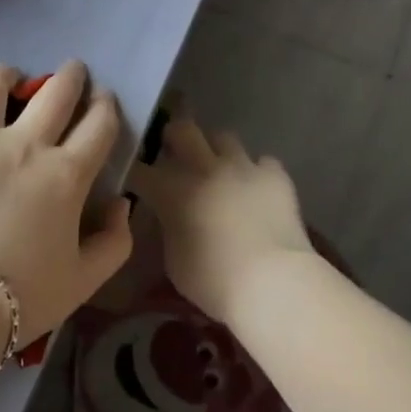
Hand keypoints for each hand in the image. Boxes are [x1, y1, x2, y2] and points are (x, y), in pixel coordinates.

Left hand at [0, 61, 133, 347]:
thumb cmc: (15, 302)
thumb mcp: (82, 283)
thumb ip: (114, 243)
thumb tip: (122, 204)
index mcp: (65, 176)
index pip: (98, 124)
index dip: (106, 106)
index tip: (103, 99)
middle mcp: (24, 144)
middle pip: (57, 92)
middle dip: (71, 76)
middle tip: (71, 73)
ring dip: (10, 75)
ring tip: (9, 79)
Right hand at [127, 114, 315, 323]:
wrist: (272, 281)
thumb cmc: (214, 281)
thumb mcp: (174, 260)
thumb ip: (170, 227)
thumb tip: (171, 216)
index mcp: (173, 191)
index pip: (141, 170)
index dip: (135, 171)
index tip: (135, 177)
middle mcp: (205, 168)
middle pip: (182, 130)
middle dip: (174, 135)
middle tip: (174, 148)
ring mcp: (243, 167)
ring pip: (224, 137)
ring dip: (217, 150)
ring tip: (219, 167)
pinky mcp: (275, 175)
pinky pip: (263, 161)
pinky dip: (257, 172)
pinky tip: (257, 187)